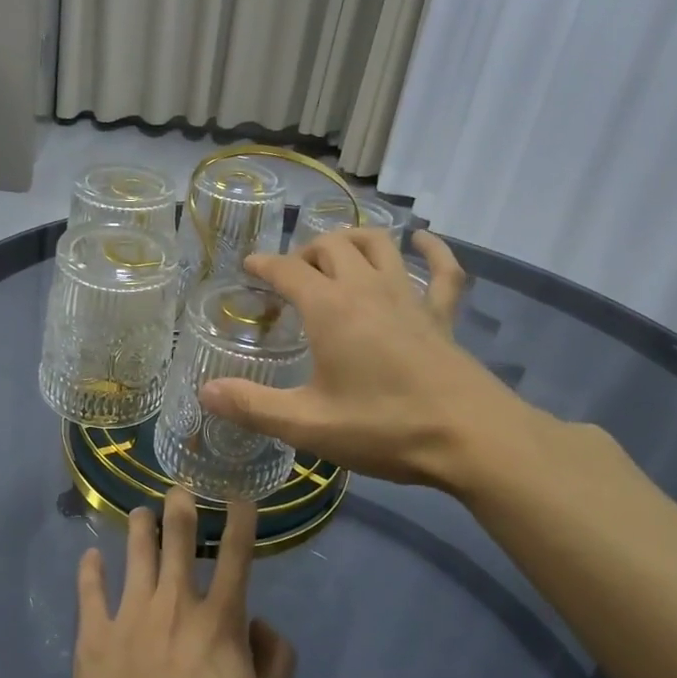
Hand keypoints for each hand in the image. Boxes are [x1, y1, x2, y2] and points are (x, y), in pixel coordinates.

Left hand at [70, 490, 295, 677]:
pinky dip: (90, 570)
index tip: (239, 495)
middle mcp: (174, 604)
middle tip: (180, 488)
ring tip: (141, 513)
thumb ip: (277, 662)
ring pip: (135, 553)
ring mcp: (129, 617)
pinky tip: (90, 556)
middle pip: (177, 539)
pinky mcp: (93, 639)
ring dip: (140, 527)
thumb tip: (260, 624)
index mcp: (219, 620)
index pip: (235, 554)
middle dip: (181, 506)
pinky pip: (89, 591)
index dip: (240, 519)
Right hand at [200, 228, 550, 490]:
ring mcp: (409, 297)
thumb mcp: (308, 424)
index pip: (287, 270)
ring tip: (336, 254)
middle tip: (289, 275)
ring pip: (378, 245)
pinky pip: (441, 270)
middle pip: (330, 246)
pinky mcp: (442, 314)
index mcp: (330, 308)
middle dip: (304, 252)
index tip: (249, 268)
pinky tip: (422, 242)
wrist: (471, 437)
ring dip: (352, 240)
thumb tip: (205, 392)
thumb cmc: (384, 427)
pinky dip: (431, 250)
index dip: (264, 264)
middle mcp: (366, 289)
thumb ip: (253, 406)